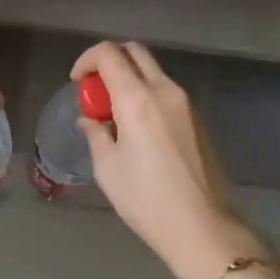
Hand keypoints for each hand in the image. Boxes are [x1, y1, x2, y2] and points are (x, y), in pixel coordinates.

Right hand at [71, 41, 263, 278]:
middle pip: (134, 52)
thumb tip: (89, 120)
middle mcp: (164, 90)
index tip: (76, 82)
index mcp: (137, 98)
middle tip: (94, 90)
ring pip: (152, 70)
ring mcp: (186, 103)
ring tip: (113, 113)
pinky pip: (165, 90)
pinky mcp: (197, 119)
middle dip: (109, 60)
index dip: (86, 60)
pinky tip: (137, 127)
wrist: (203, 227)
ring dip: (129, 78)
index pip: (108, 54)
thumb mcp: (108, 168)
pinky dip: (146, 93)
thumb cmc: (146, 199)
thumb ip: (96, 134)